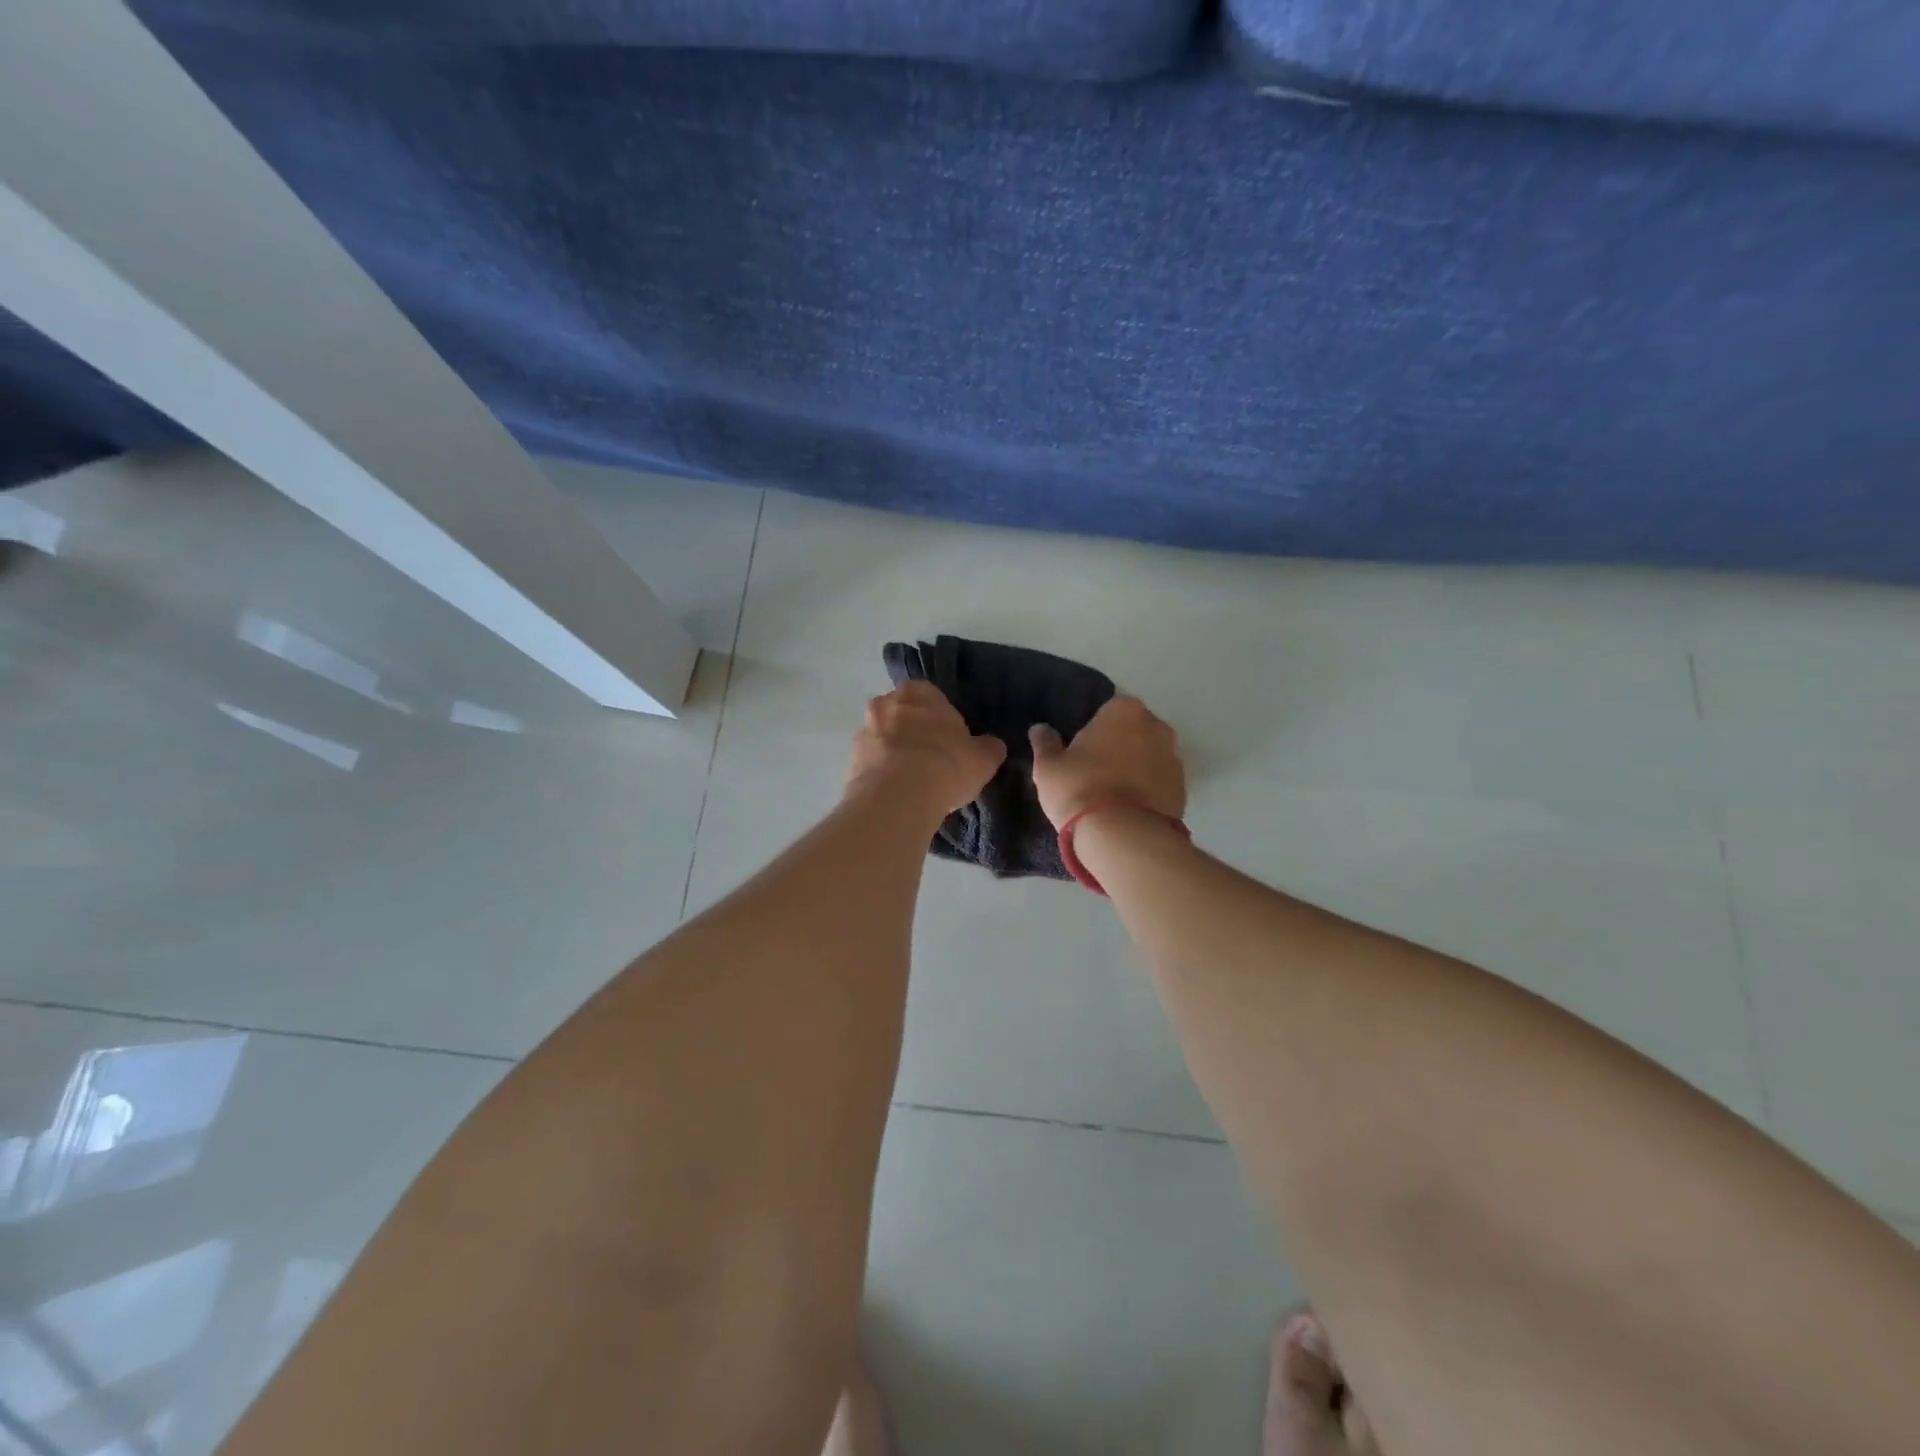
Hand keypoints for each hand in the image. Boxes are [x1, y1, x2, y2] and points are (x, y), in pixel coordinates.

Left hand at [846, 682, 1005, 816]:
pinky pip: (871, 766)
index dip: (941, 718)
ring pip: (883, 740)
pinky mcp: (850, 763)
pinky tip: (897, 796)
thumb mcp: (983, 758)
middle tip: (932, 761)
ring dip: (894, 755)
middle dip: (913, 734)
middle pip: (902, 715)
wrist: (899, 797)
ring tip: (913, 784)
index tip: (950, 741)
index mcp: (918, 692)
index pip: (930, 696)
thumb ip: (988, 747)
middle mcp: (885, 704)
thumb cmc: (946, 764)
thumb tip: (991, 746)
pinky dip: (881, 776)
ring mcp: (863, 732)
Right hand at [1029, 696, 1185, 828]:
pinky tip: (1128, 808)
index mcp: (1124, 710)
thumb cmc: (1080, 788)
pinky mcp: (1183, 789)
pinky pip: (1159, 782)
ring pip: (1149, 756)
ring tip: (1112, 793)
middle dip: (1118, 744)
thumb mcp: (1048, 767)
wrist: (1123, 836)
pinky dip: (1147, 790)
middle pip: (1133, 730)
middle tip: (1094, 770)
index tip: (1081, 749)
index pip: (1107, 709)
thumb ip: (1045, 743)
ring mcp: (1174, 758)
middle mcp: (1156, 726)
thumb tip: (1040, 729)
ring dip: (1135, 767)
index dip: (1094, 729)